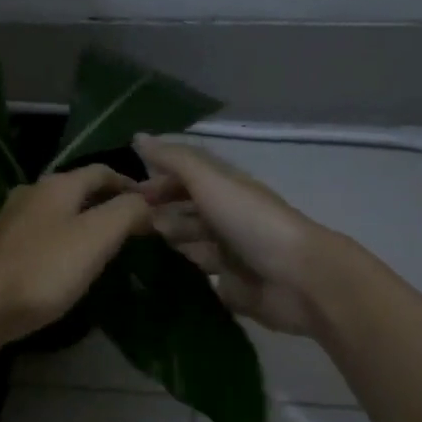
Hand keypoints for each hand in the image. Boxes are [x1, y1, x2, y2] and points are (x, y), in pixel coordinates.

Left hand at [0, 166, 154, 344]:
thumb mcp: (97, 237)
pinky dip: (61, 240)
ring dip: (83, 222)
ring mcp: (10, 219)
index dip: (130, 184)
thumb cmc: (45, 268)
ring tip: (103, 245)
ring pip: (57, 212)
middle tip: (131, 226)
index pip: (102, 171)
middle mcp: (31, 192)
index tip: (152, 205)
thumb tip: (147, 202)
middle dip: (106, 203)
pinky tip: (65, 262)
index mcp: (57, 185)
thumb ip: (127, 212)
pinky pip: (40, 234)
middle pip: (77, 189)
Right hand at [135, 135, 333, 334]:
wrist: (297, 279)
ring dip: (167, 240)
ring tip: (135, 246)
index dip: (158, 180)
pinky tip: (154, 273)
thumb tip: (138, 137)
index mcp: (226, 187)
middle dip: (158, 211)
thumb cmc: (252, 222)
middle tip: (126, 223)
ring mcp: (229, 252)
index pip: (186, 176)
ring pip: (190, 240)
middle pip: (186, 209)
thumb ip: (175, 160)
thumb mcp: (211, 182)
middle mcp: (226, 216)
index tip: (125, 193)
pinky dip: (180, 270)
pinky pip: (198, 274)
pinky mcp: (229, 285)